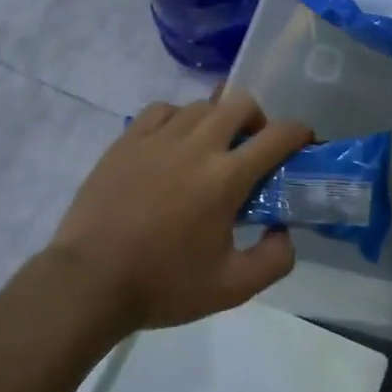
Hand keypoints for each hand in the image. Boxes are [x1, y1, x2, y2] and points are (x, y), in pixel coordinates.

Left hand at [47, 92, 312, 331]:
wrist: (88, 283)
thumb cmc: (163, 285)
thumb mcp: (232, 288)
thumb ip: (274, 260)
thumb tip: (284, 231)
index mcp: (226, 177)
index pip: (277, 136)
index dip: (298, 133)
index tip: (302, 142)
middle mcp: (197, 146)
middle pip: (240, 103)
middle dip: (257, 119)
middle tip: (252, 147)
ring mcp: (158, 138)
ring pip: (201, 105)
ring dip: (217, 119)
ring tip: (211, 148)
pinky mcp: (127, 141)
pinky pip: (163, 109)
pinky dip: (178, 118)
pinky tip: (173, 143)